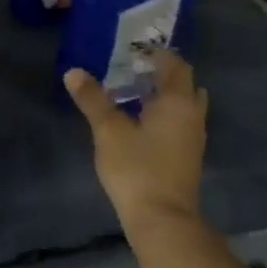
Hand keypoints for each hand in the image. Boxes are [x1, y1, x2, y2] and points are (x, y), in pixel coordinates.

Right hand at [64, 50, 205, 233]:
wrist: (162, 218)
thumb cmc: (137, 169)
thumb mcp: (108, 131)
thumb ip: (93, 100)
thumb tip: (73, 72)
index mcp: (177, 101)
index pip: (173, 64)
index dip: (154, 53)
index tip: (130, 49)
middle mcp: (192, 113)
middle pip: (183, 82)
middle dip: (160, 72)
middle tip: (130, 68)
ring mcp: (193, 136)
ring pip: (183, 104)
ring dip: (163, 94)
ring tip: (132, 92)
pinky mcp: (187, 155)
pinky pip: (180, 121)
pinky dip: (164, 113)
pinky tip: (140, 121)